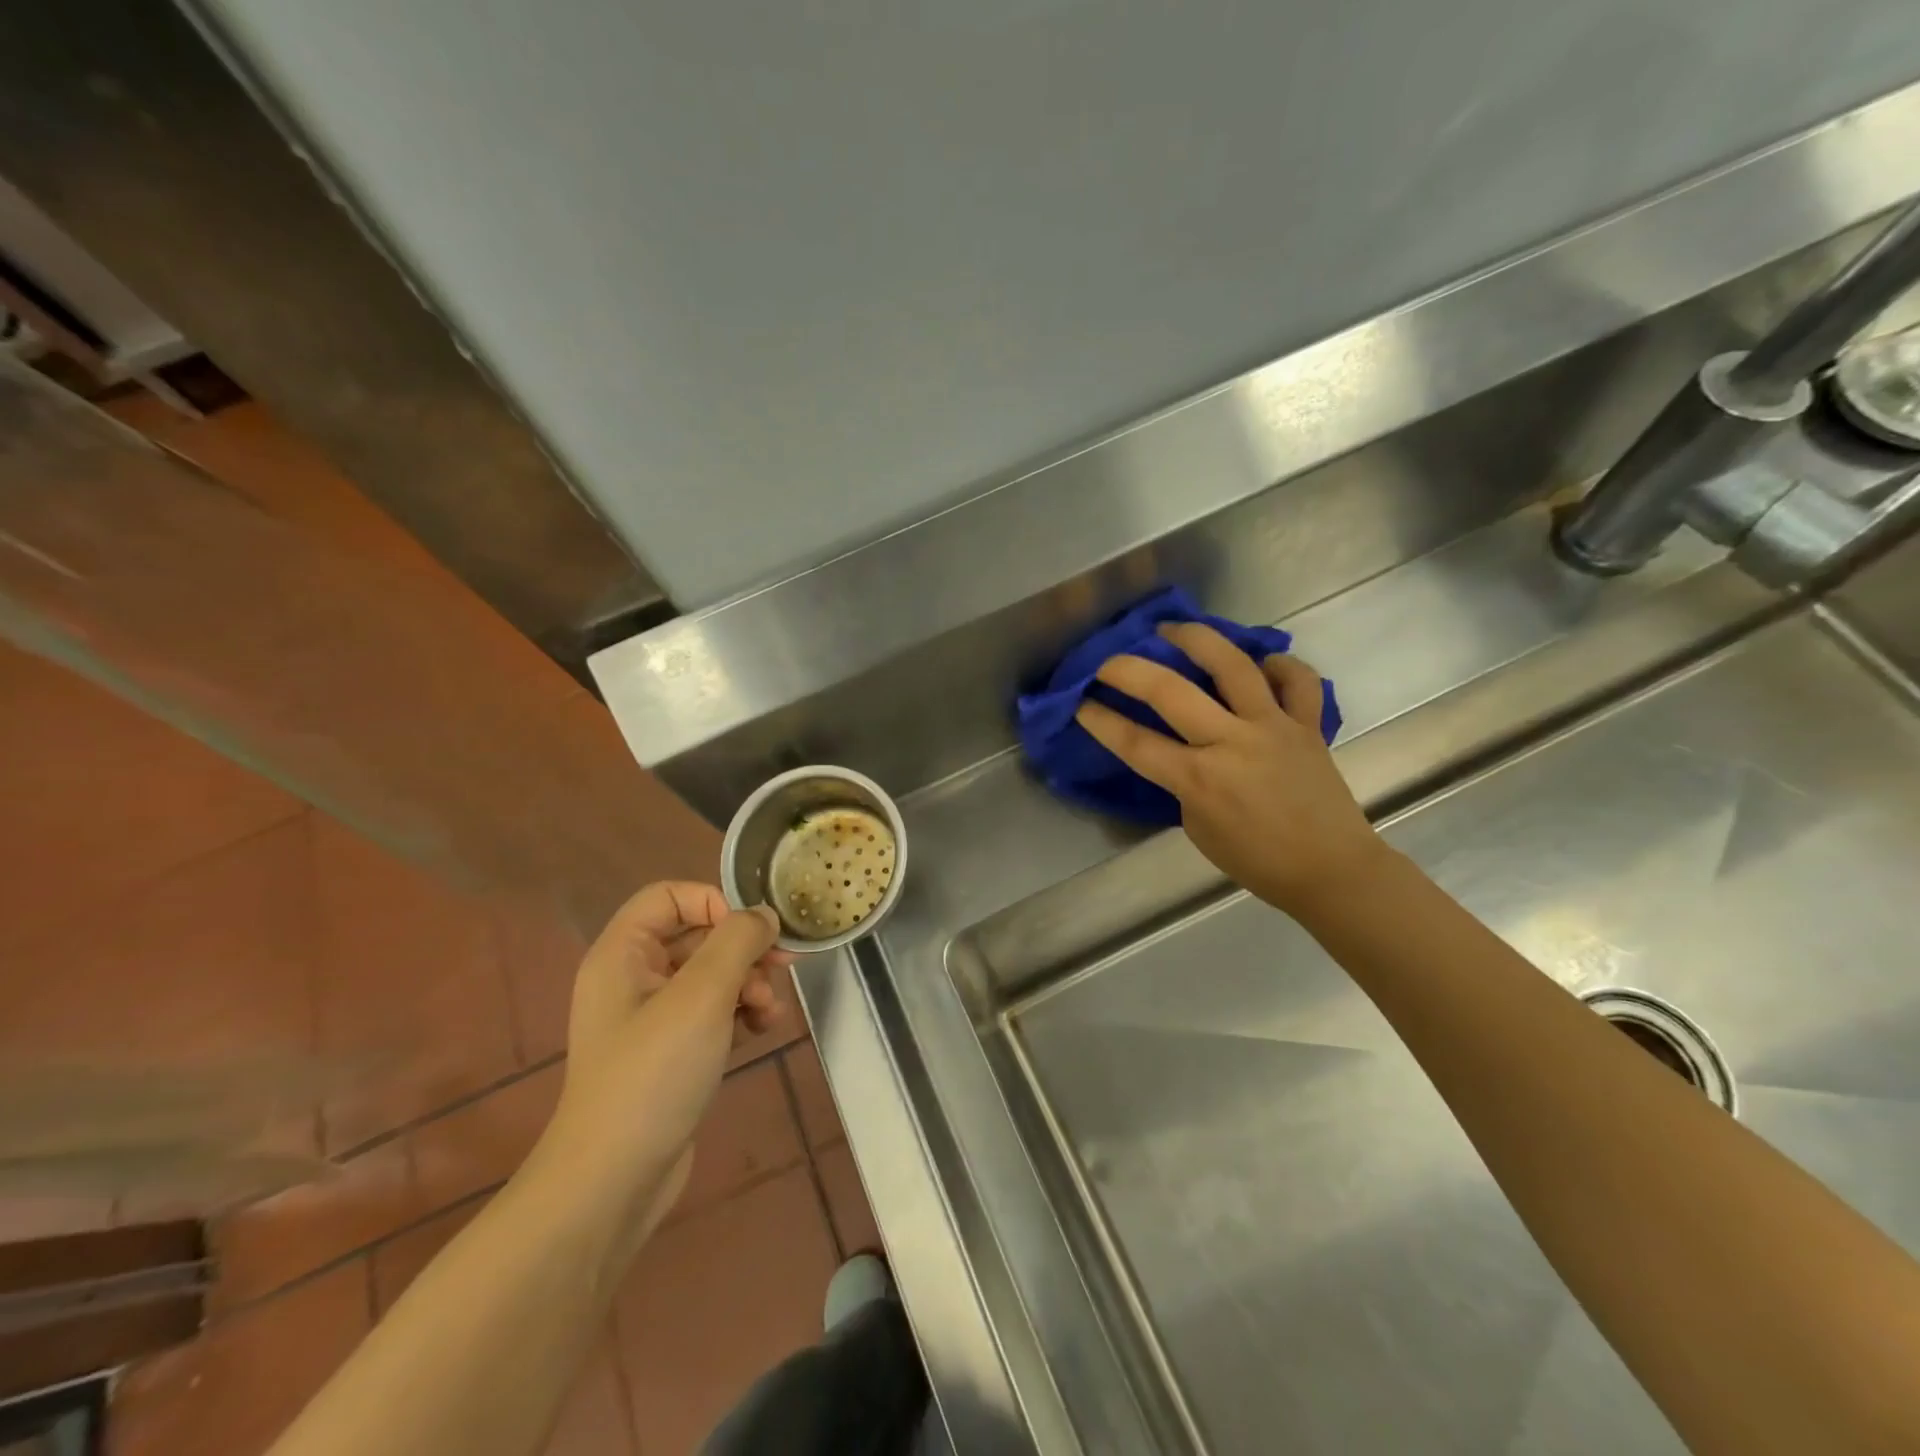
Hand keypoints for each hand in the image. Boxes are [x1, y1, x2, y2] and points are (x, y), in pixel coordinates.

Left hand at [535, 883, 791, 1233]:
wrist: (613, 1180)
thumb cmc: (653, 1073)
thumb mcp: (702, 995)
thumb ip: (738, 941)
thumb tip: (764, 915)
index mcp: (623, 953)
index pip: (671, 896)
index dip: (715, 902)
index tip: (752, 931)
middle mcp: (633, 977)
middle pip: (697, 934)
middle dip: (744, 948)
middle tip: (784, 965)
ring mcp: (651, 1016)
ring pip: (711, 973)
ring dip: (749, 981)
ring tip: (770, 1010)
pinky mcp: (670, 1050)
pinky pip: (712, 1010)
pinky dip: (740, 1011)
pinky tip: (762, 1028)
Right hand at [1075, 622, 1385, 916]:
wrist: (1332, 871)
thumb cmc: (1257, 861)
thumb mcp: (1199, 828)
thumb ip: (1184, 783)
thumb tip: (1181, 751)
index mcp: (1199, 779)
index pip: (1135, 741)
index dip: (1099, 719)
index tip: (1078, 702)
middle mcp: (1232, 743)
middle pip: (1170, 691)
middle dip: (1128, 669)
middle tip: (1108, 660)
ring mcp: (1273, 727)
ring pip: (1233, 666)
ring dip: (1197, 639)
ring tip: (1173, 629)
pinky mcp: (1308, 725)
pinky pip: (1297, 681)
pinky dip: (1280, 665)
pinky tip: (1263, 662)